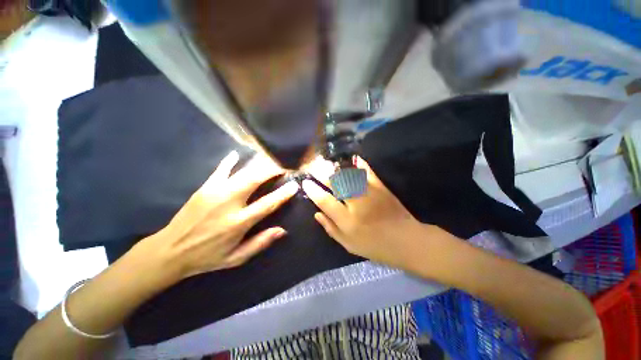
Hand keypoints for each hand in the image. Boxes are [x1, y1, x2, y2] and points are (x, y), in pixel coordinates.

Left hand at [140, 151, 298, 279]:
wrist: (169, 251)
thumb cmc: (206, 257)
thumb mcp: (236, 258)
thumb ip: (260, 243)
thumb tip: (282, 230)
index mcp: (238, 223)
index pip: (267, 204)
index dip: (283, 194)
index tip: (294, 185)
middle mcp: (228, 204)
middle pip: (254, 180)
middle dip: (271, 170)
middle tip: (283, 166)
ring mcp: (215, 193)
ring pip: (241, 173)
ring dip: (258, 165)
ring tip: (270, 161)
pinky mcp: (204, 188)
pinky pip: (220, 170)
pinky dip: (229, 161)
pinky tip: (236, 154)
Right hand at [302, 157, 428, 268]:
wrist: (405, 241)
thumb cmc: (374, 246)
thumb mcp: (348, 244)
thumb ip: (331, 228)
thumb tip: (316, 214)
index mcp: (347, 220)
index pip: (325, 201)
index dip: (313, 191)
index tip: (306, 183)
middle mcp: (356, 204)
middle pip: (336, 184)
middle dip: (322, 174)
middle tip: (313, 166)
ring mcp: (370, 193)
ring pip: (350, 176)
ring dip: (337, 167)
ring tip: (327, 162)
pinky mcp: (381, 188)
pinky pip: (369, 173)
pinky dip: (361, 164)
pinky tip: (354, 158)